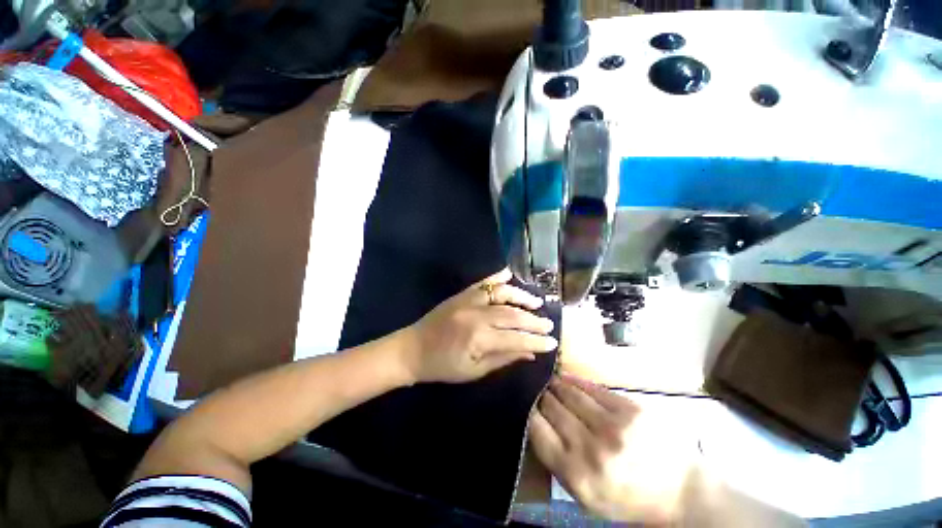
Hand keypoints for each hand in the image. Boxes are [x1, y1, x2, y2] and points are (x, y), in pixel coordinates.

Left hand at [402, 268, 557, 383]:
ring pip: (501, 293)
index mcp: (478, 338)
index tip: (552, 342)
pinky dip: (497, 277)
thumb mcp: (474, 371)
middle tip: (549, 324)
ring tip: (536, 302)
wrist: (412, 349)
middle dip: (534, 320)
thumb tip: (530, 353)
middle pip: (512, 314)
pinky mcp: (461, 294)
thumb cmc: (443, 366)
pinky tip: (509, 274)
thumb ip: (503, 358)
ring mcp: (468, 300)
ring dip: (521, 296)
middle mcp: (476, 315)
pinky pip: (482, 282)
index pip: (516, 338)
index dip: (536, 341)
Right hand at [529, 375, 699, 523]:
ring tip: (549, 381)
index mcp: (577, 475)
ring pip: (568, 393)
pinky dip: (573, 380)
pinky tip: (564, 377)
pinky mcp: (629, 408)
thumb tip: (535, 422)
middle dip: (542, 397)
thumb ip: (557, 461)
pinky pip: (590, 387)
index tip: (527, 404)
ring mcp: (613, 425)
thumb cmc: (628, 498)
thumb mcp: (586, 496)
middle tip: (537, 390)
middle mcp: (591, 449)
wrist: (681, 492)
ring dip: (555, 385)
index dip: (529, 412)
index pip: (537, 429)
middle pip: (551, 407)